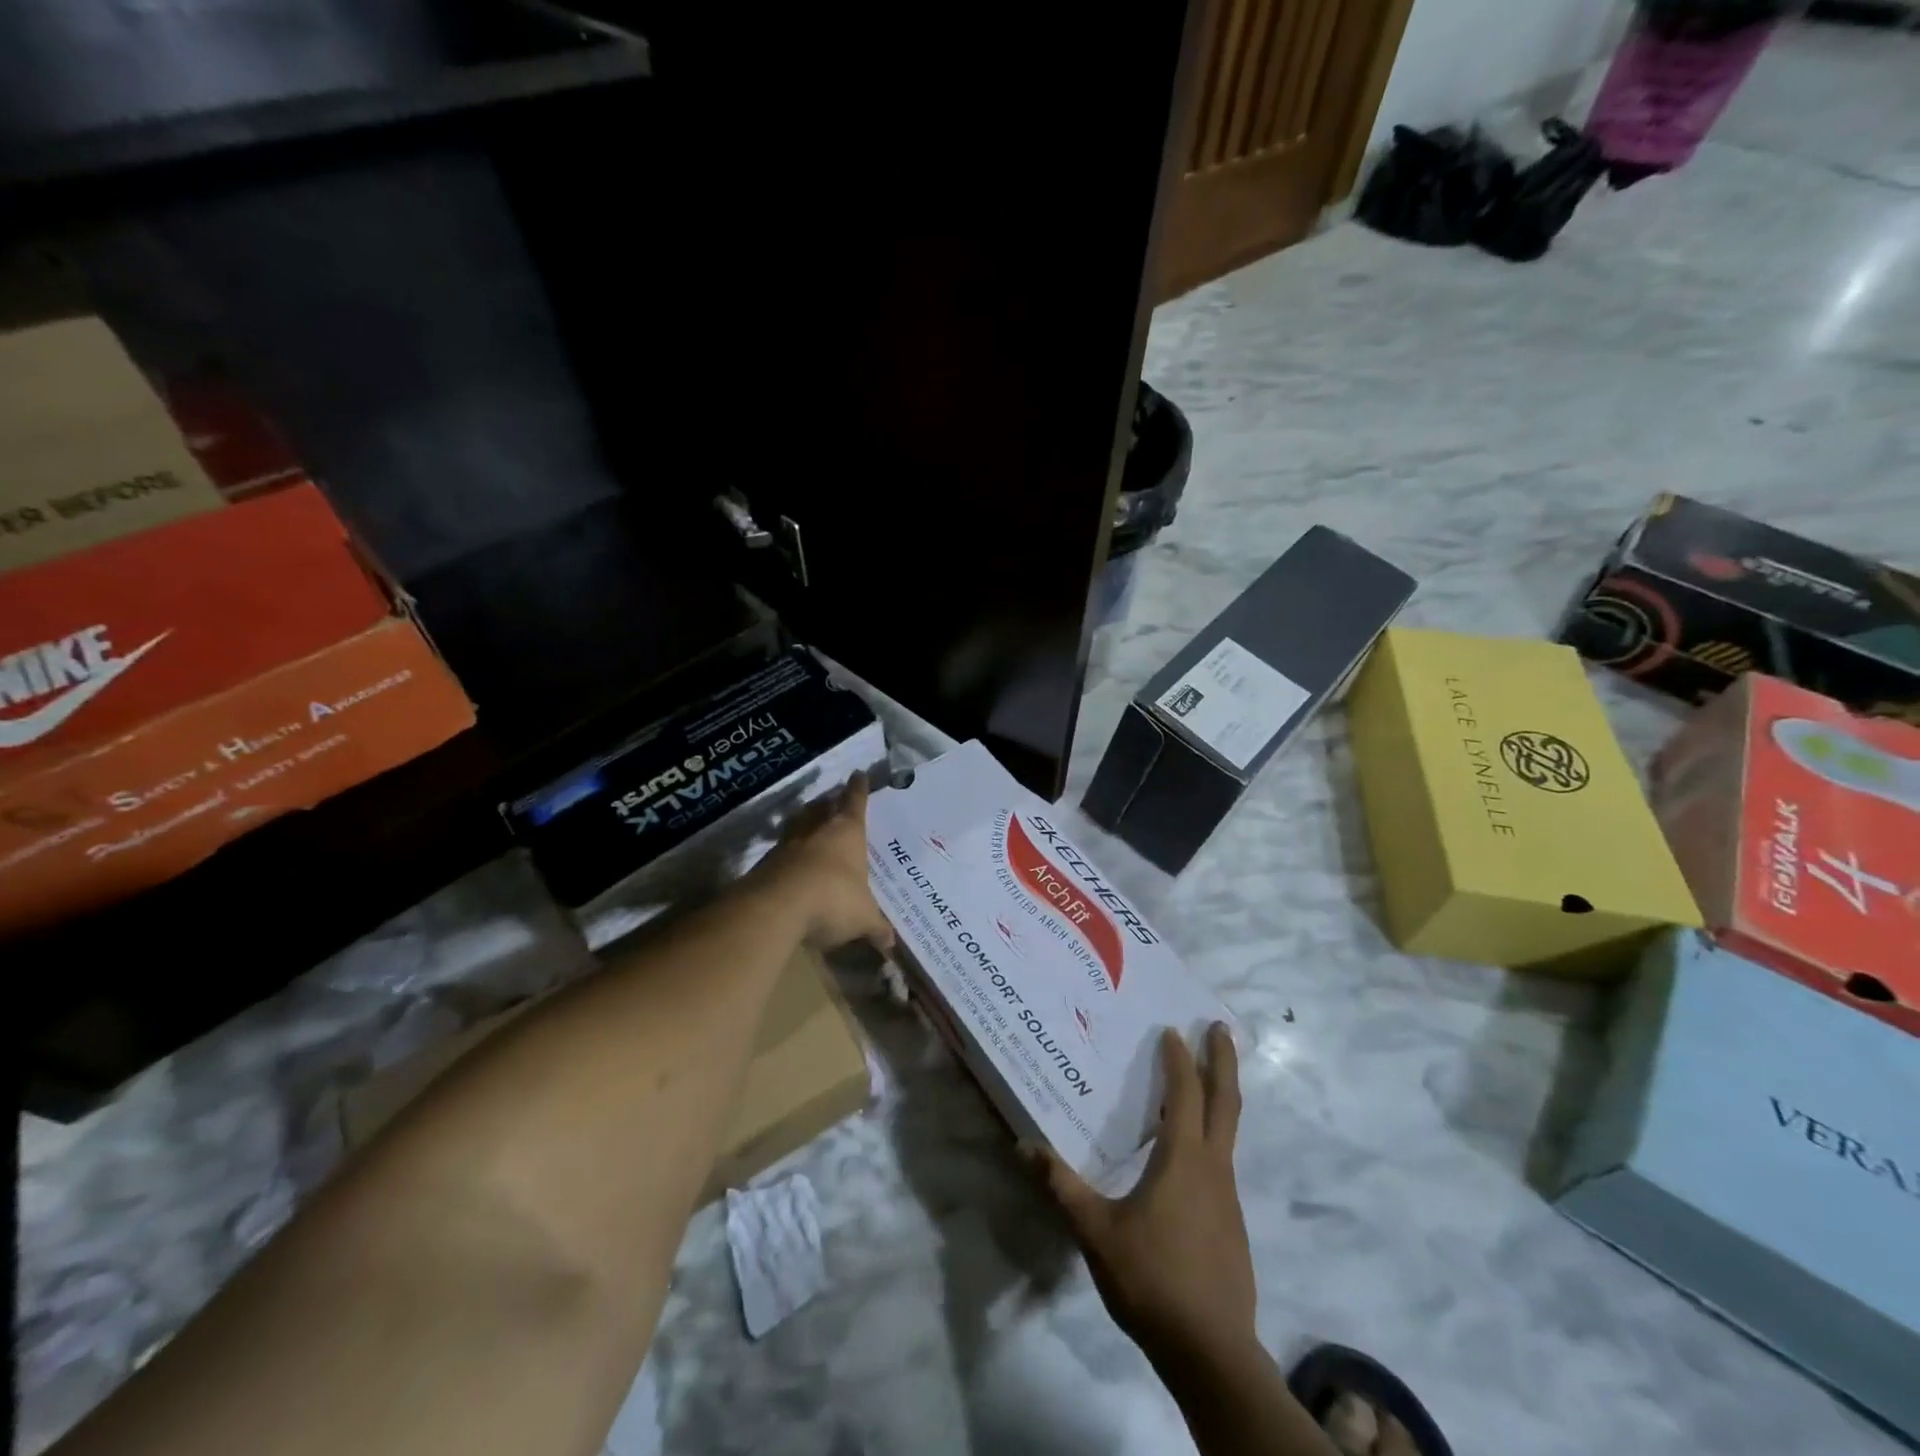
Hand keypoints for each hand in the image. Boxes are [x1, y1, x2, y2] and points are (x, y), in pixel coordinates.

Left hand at [753, 776, 894, 951]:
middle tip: (834, 800)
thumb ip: (876, 928)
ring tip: (811, 824)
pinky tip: (793, 864)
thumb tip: (891, 944)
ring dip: (805, 821)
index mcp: (847, 832)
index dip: (858, 788)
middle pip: (823, 806)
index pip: (855, 801)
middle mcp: (817, 829)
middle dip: (830, 802)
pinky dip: (790, 852)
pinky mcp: (766, 862)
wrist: (777, 907)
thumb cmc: (833, 899)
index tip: (858, 773)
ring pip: (799, 823)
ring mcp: (788, 843)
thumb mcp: (862, 918)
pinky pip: (782, 850)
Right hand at [1037, 1023, 1254, 1370]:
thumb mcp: (1095, 1231)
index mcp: (1184, 1160)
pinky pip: (1223, 1160)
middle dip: (1223, 1060)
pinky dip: (1213, 1134)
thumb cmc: (1152, 1280)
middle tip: (1219, 1027)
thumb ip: (1061, 1186)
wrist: (1212, 1353)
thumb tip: (1023, 1145)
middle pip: (1226, 1101)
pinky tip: (1191, 1154)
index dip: (1179, 1059)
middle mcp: (1213, 1168)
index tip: (1173, 1029)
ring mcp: (1228, 1197)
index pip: (1185, 1093)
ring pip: (1228, 1131)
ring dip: (1219, 1096)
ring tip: (1202, 1081)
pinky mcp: (1232, 1223)